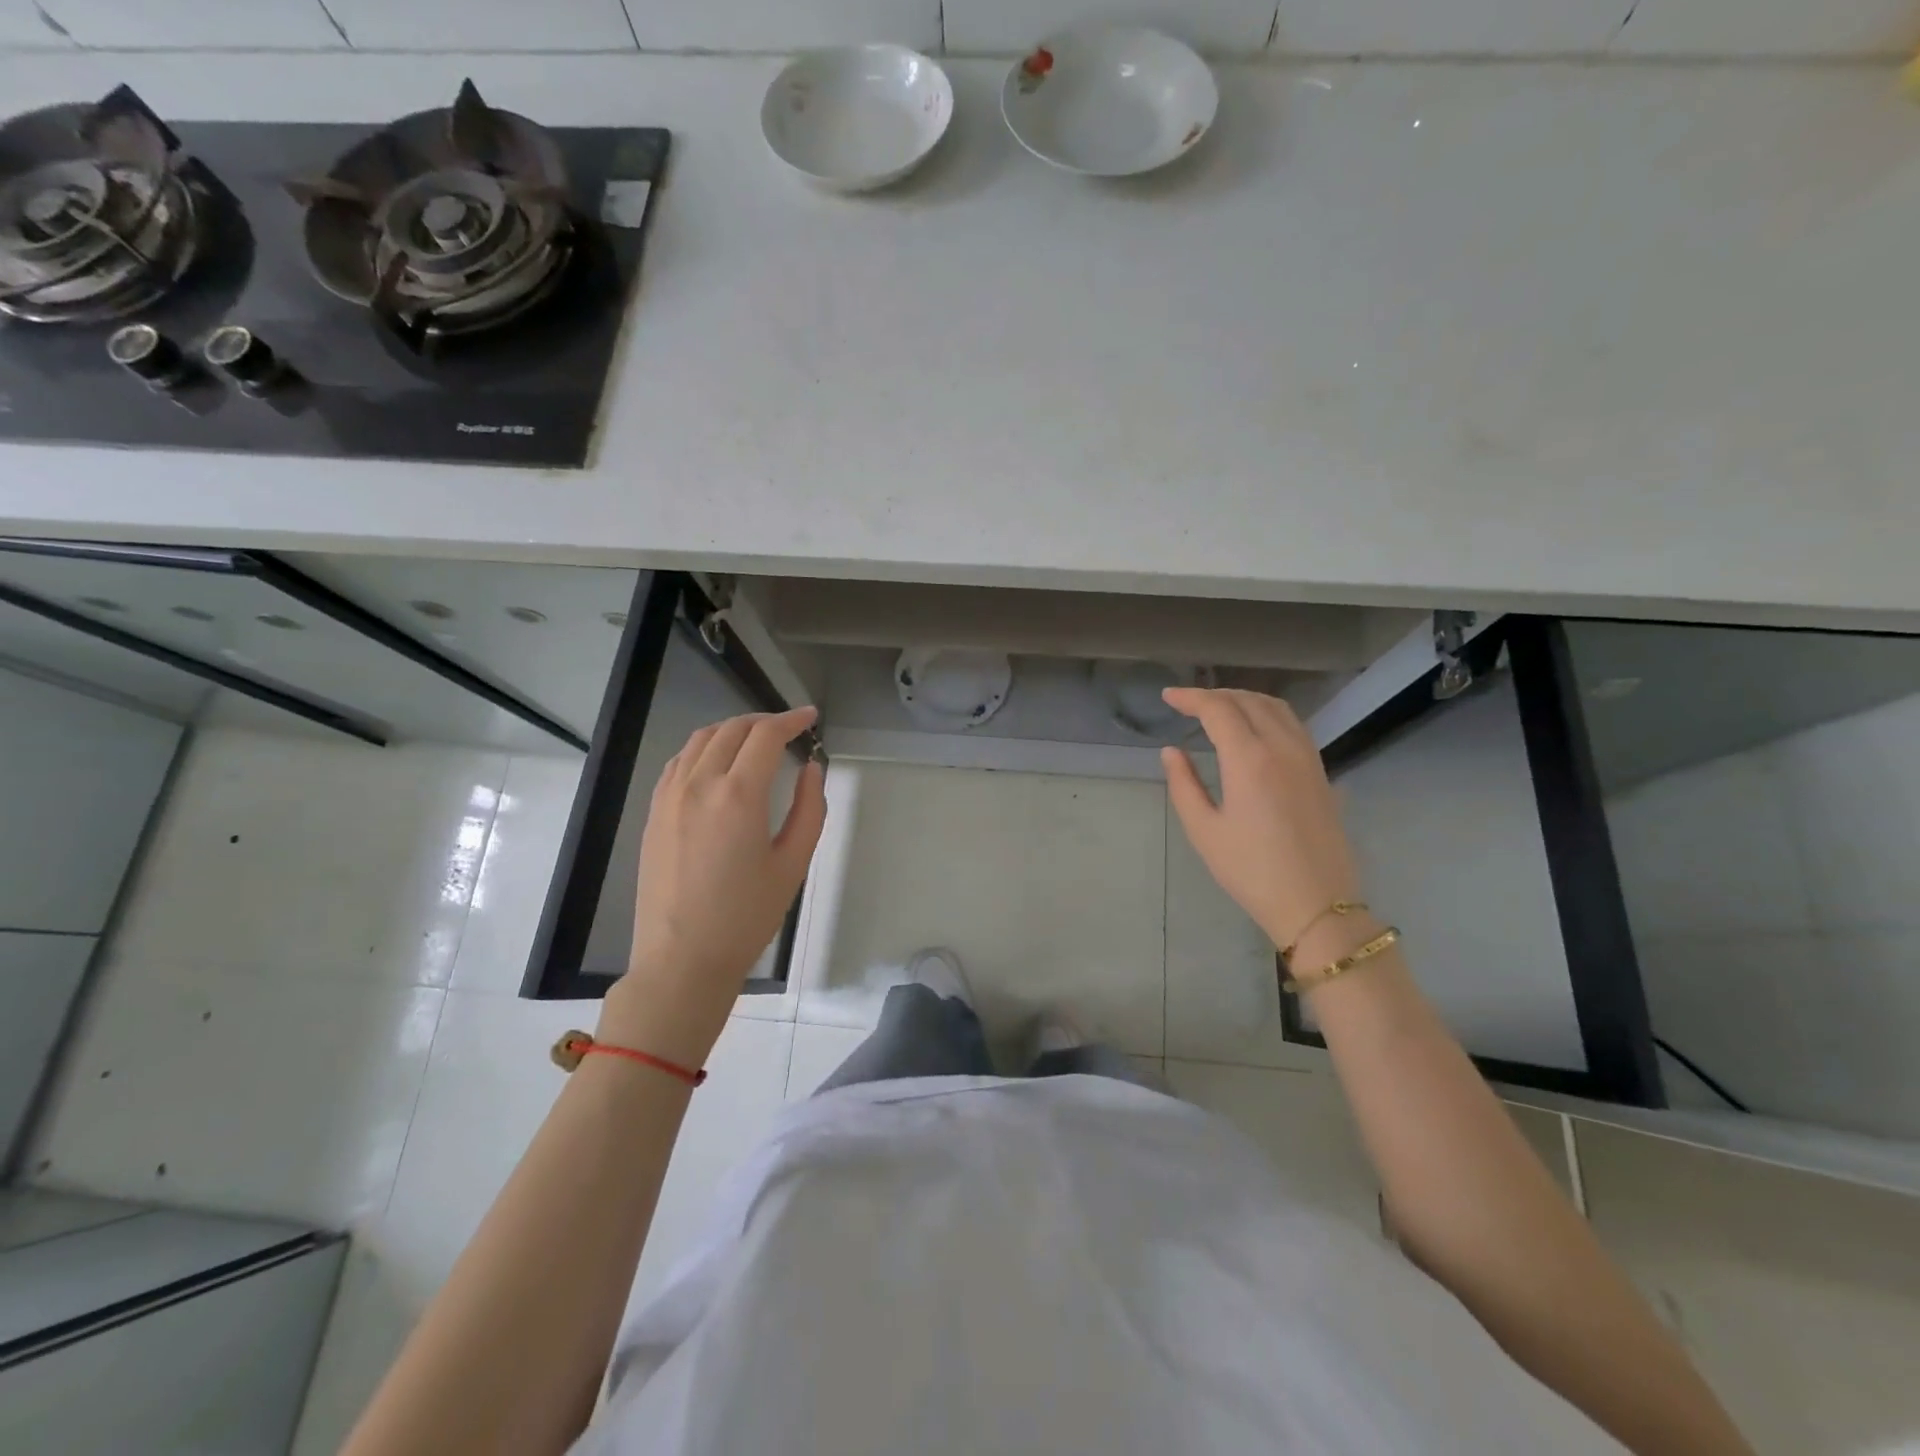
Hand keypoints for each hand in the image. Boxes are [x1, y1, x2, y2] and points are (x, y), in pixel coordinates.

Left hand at [599, 708, 826, 1067]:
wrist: (682, 959)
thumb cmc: (746, 916)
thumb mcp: (793, 864)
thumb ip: (809, 809)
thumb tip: (811, 769)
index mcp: (738, 796)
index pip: (766, 735)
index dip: (791, 720)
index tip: (810, 717)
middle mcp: (699, 784)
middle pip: (732, 729)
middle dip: (765, 721)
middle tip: (789, 729)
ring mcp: (670, 796)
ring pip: (701, 739)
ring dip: (733, 729)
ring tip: (756, 739)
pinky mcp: (654, 812)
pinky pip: (679, 761)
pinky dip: (704, 748)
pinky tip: (718, 762)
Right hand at [1160, 688, 1362, 952]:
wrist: (1317, 904)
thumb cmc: (1251, 871)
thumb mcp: (1204, 831)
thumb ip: (1184, 785)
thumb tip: (1171, 751)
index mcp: (1249, 759)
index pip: (1218, 709)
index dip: (1190, 698)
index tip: (1168, 698)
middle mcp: (1282, 747)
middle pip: (1248, 701)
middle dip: (1215, 695)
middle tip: (1187, 703)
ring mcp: (1307, 758)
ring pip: (1276, 707)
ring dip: (1244, 699)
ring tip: (1219, 708)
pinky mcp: (1321, 772)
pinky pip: (1293, 725)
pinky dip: (1268, 713)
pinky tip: (1255, 729)